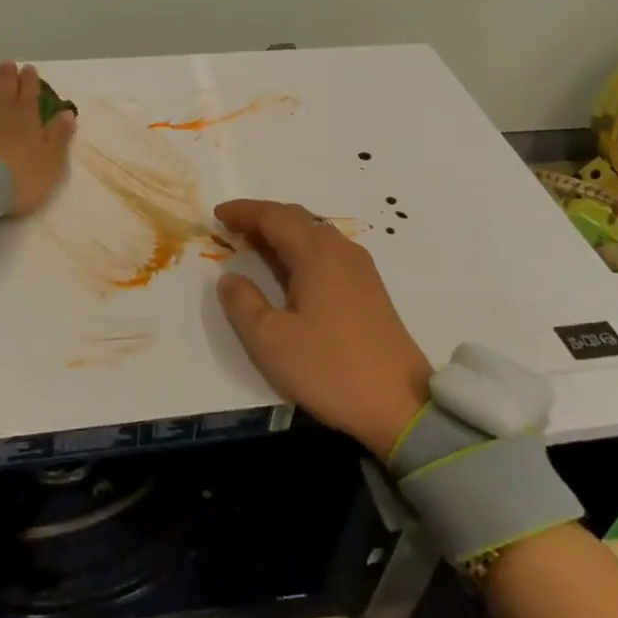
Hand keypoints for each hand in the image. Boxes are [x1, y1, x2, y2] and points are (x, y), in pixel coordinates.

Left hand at [0, 61, 76, 216]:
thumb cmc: (21, 178)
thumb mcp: (51, 161)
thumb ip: (59, 136)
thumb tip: (68, 112)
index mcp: (26, 119)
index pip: (30, 94)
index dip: (30, 81)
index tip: (29, 68)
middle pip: (4, 90)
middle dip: (7, 76)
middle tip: (7, 63)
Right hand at [213, 199, 432, 457]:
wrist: (400, 405)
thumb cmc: (329, 368)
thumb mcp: (270, 340)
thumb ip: (242, 303)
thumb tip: (229, 277)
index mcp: (316, 253)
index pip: (273, 216)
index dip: (243, 211)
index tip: (216, 214)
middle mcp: (340, 250)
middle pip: (296, 219)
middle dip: (261, 218)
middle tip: (231, 227)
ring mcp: (360, 269)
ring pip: (314, 235)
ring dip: (282, 234)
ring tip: (254, 246)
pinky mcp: (369, 290)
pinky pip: (326, 253)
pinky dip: (299, 251)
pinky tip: (288, 272)